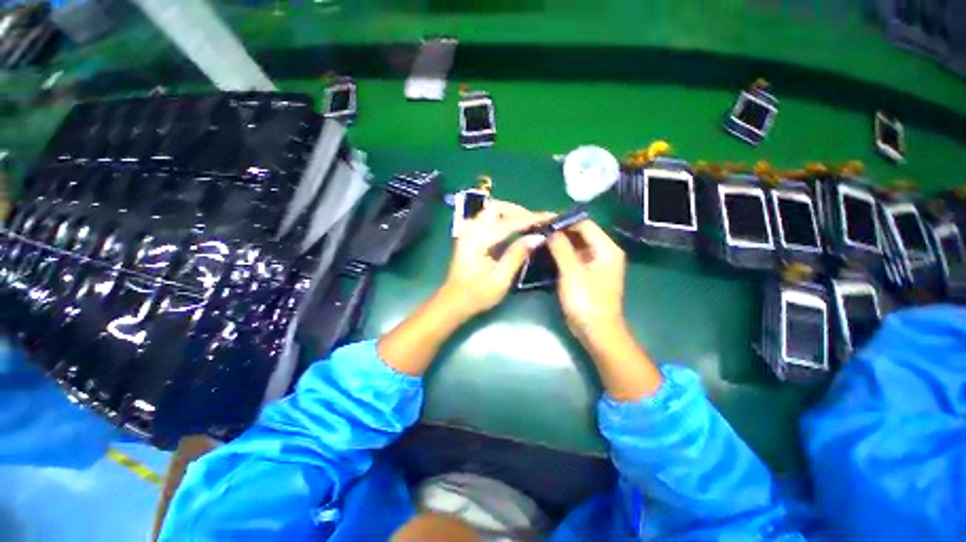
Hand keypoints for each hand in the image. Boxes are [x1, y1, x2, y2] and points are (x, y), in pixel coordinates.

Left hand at [441, 200, 548, 318]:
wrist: (454, 302)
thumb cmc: (476, 295)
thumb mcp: (500, 280)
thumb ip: (517, 255)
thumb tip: (538, 237)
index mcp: (476, 241)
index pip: (507, 223)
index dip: (530, 218)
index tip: (550, 217)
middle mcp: (470, 230)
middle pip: (496, 207)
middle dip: (519, 211)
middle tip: (536, 222)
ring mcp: (468, 231)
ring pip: (492, 211)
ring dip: (512, 214)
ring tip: (529, 224)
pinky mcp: (470, 235)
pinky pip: (489, 219)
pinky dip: (505, 220)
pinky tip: (517, 230)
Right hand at [546, 219, 626, 344]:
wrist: (596, 331)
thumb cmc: (586, 301)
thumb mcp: (572, 272)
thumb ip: (561, 248)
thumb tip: (549, 230)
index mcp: (606, 248)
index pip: (584, 224)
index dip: (563, 220)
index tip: (542, 220)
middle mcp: (603, 252)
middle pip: (580, 233)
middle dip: (559, 231)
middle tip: (537, 229)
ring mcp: (594, 263)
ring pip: (574, 245)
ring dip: (558, 242)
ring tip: (538, 238)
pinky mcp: (586, 273)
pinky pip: (572, 257)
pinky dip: (560, 253)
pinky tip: (544, 252)